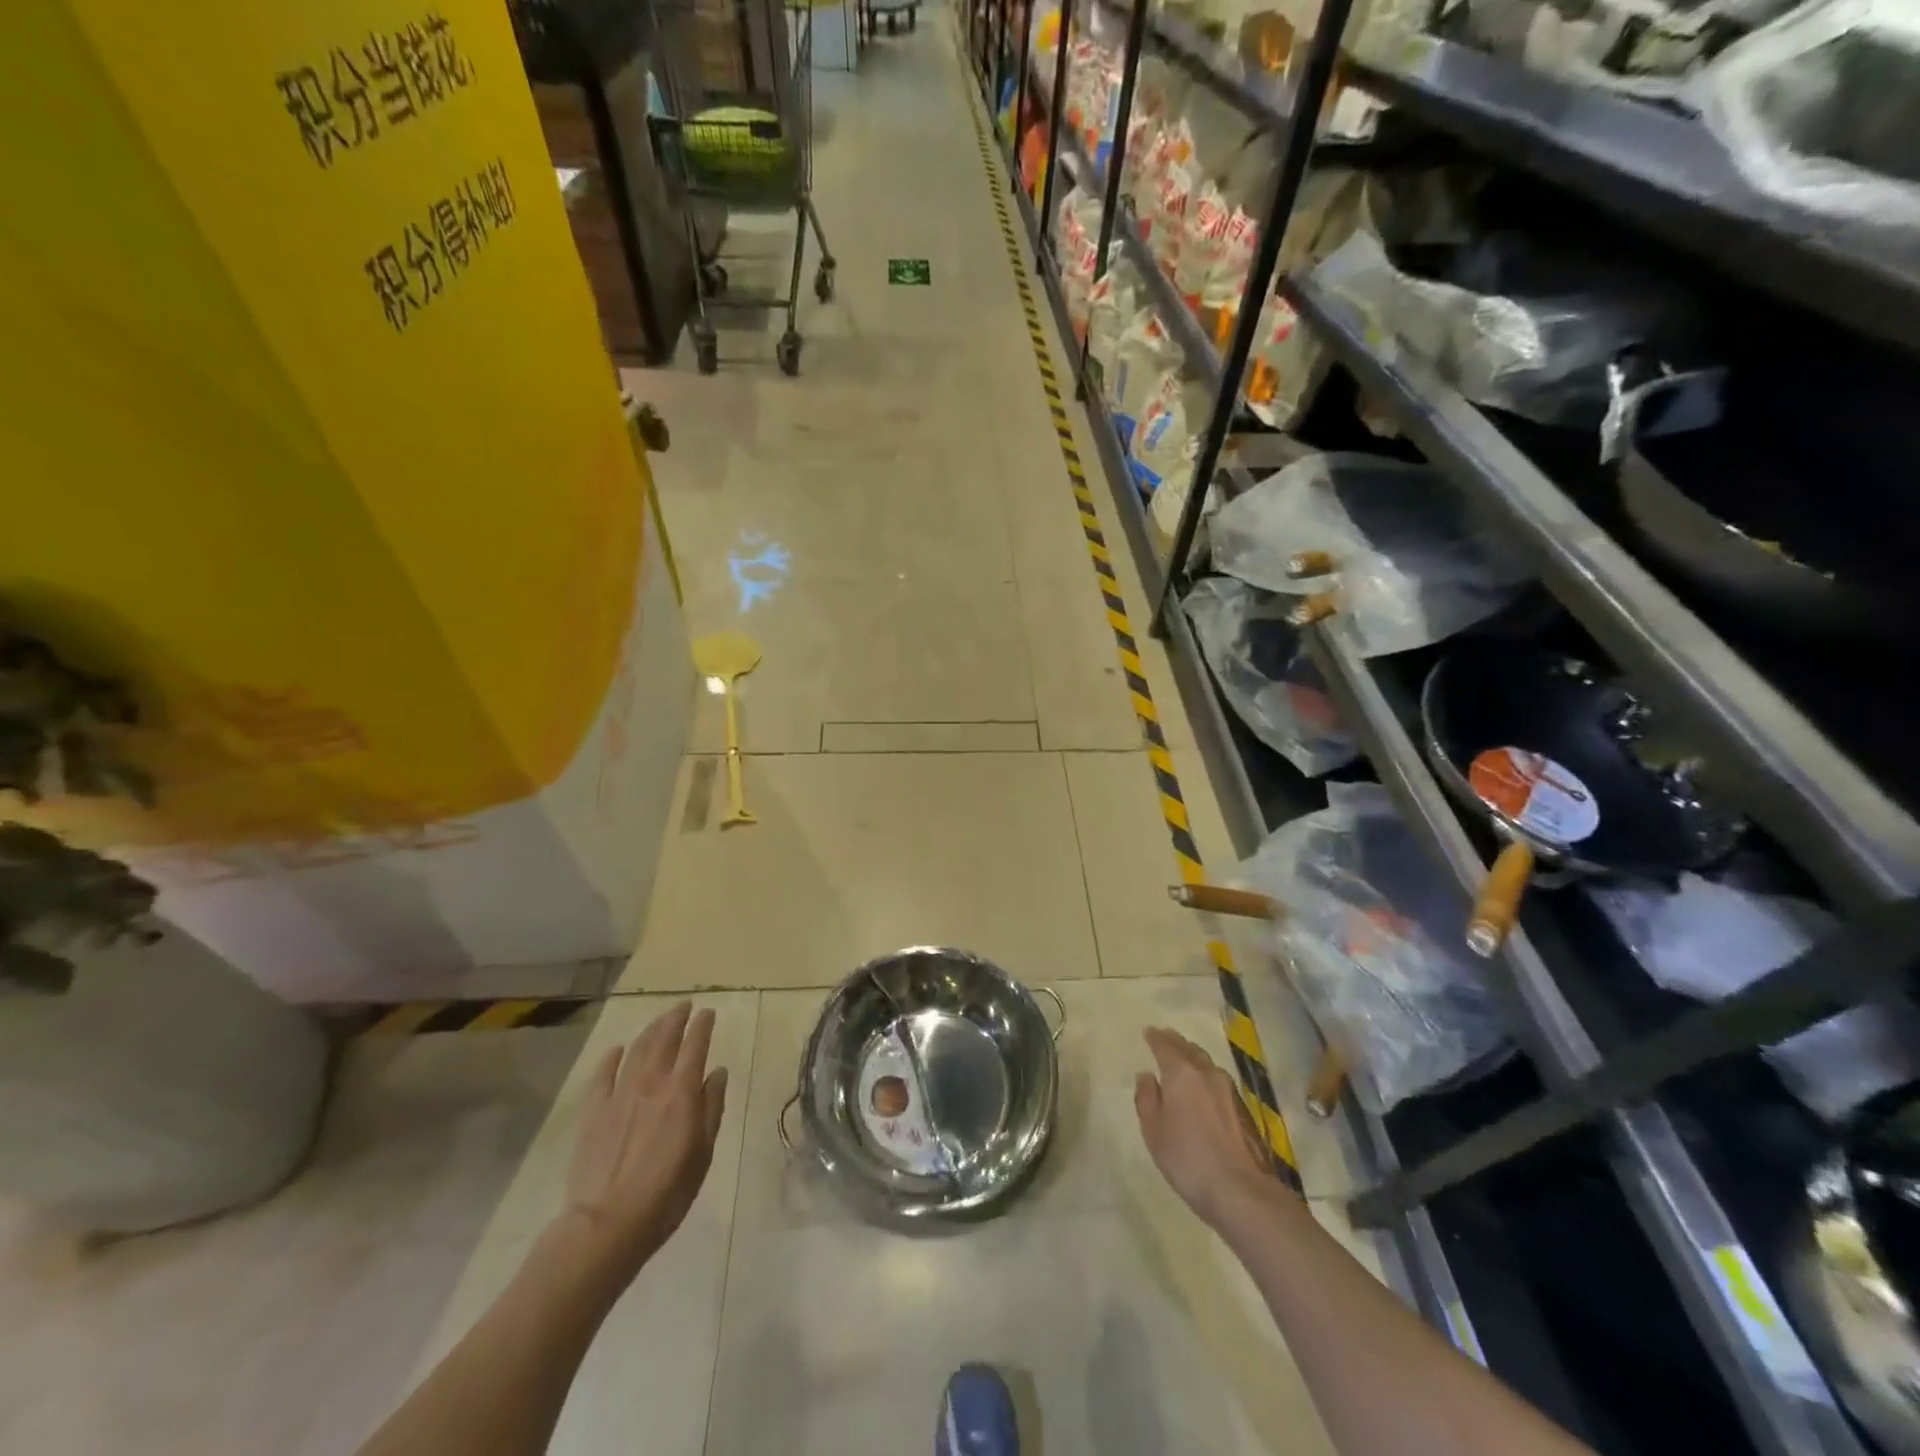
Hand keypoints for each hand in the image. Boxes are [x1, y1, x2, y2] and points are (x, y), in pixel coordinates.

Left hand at [558, 1002, 727, 1284]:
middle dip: (676, 1018)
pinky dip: (611, 1058)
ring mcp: (618, 1094)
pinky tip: (616, 1050)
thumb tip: (717, 1072)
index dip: (703, 1025)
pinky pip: (602, 1075)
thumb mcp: (703, 1152)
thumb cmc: (667, 1192)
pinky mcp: (593, 1111)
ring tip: (659, 1021)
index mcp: (682, 1091)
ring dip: (650, 1030)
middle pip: (664, 1038)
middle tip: (684, 1006)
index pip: (695, 1045)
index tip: (708, 1012)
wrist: (607, 1224)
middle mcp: (651, 1082)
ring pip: (636, 1049)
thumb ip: (711, 1107)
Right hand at [1134, 1026, 1274, 1229]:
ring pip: (1206, 1063)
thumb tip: (1147, 1076)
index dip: (1155, 1038)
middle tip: (1165, 1038)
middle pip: (1189, 1049)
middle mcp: (1207, 1073)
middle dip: (1175, 1042)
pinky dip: (1205, 1075)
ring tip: (1183, 1059)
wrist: (1240, 1191)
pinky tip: (1202, 1087)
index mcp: (1182, 1073)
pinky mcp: (1244, 1109)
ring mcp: (1229, 1090)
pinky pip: (1218, 1080)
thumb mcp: (1153, 1130)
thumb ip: (1147, 1098)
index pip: (1165, 1046)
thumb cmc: (1187, 1158)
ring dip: (1192, 1057)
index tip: (1149, 1032)